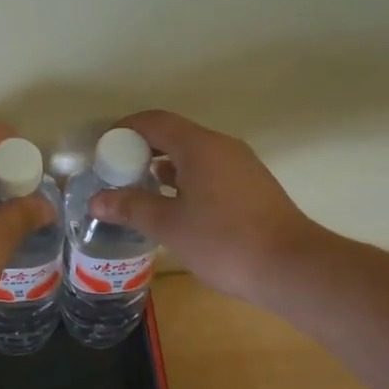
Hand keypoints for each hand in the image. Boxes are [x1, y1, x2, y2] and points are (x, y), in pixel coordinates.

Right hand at [86, 110, 325, 306]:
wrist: (292, 267)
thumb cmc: (224, 242)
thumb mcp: (170, 226)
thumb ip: (131, 207)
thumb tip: (96, 200)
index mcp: (200, 146)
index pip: (154, 121)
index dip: (124, 130)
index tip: (102, 150)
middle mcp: (222, 147)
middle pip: (174, 135)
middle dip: (141, 150)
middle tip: (115, 174)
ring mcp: (241, 166)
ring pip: (193, 155)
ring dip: (163, 167)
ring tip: (138, 192)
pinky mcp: (252, 187)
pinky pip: (210, 171)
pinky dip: (185, 180)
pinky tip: (174, 208)